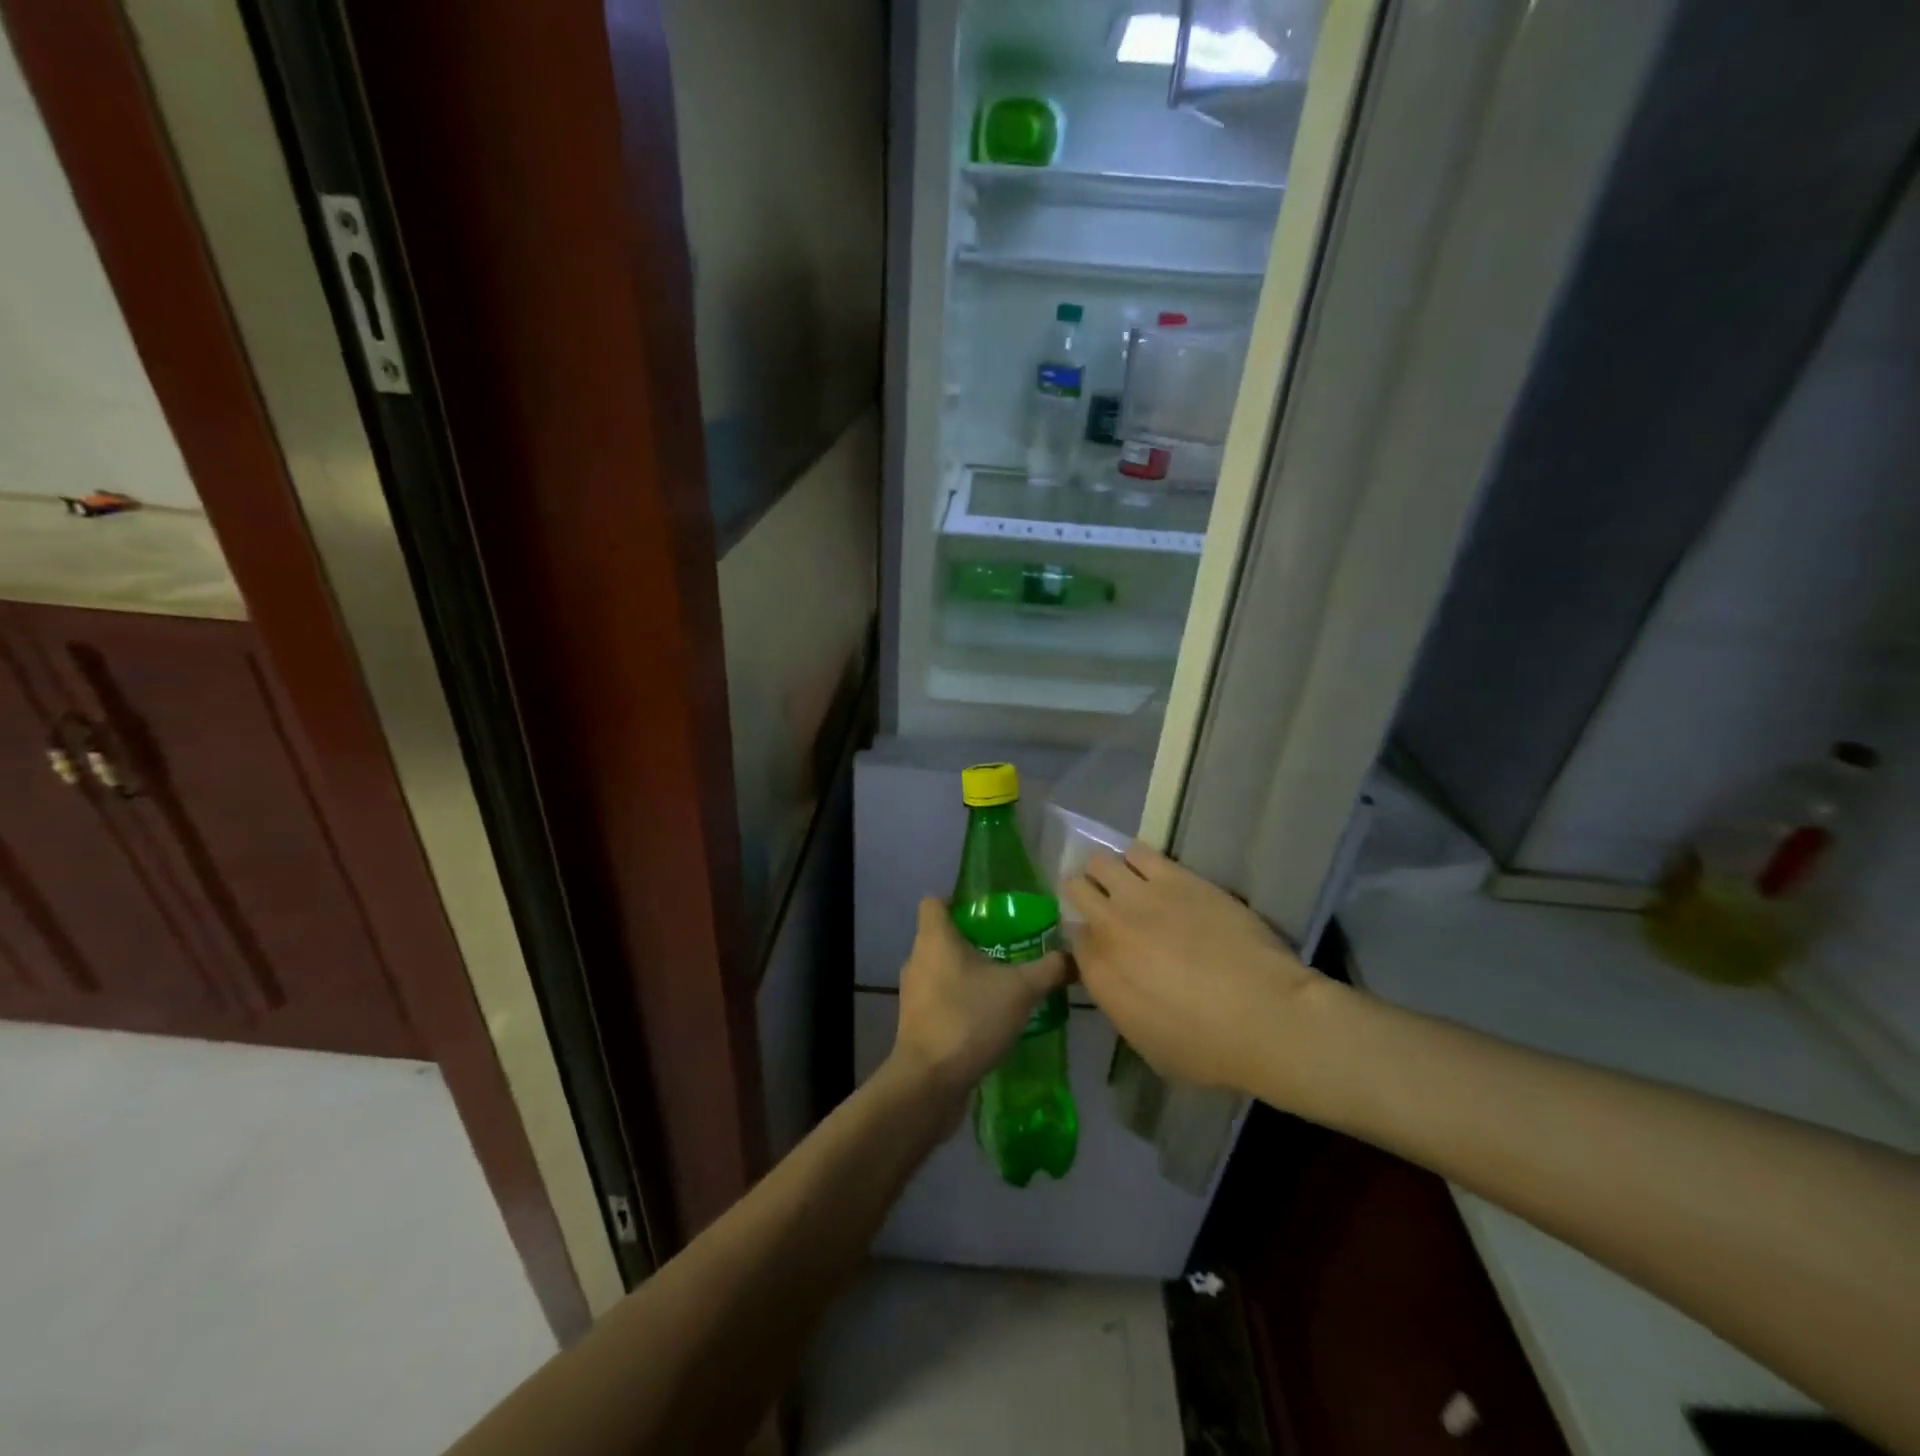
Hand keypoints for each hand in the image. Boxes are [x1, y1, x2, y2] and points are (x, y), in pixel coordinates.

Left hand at [888, 898, 1069, 1101]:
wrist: (930, 1082)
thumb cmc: (969, 1019)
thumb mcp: (1020, 990)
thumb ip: (1048, 969)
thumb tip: (1075, 957)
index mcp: (934, 938)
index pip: (935, 901)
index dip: (958, 901)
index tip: (988, 911)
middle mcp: (917, 959)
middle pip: (941, 936)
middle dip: (972, 939)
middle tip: (1008, 946)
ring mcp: (913, 994)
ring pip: (940, 969)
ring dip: (967, 972)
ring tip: (1003, 981)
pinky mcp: (916, 1023)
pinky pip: (940, 999)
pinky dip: (960, 1000)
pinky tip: (989, 1016)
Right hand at [1064, 842, 1320, 1093]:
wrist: (1265, 1016)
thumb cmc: (1207, 1048)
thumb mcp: (1146, 1042)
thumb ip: (1118, 1000)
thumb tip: (1114, 976)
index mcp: (1099, 973)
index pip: (1073, 937)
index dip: (1085, 937)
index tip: (1098, 942)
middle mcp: (1109, 927)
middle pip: (1076, 888)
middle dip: (1083, 892)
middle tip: (1101, 901)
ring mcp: (1141, 896)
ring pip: (1101, 861)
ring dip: (1107, 871)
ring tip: (1125, 881)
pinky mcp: (1176, 877)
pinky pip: (1139, 852)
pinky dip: (1137, 859)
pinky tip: (1150, 870)